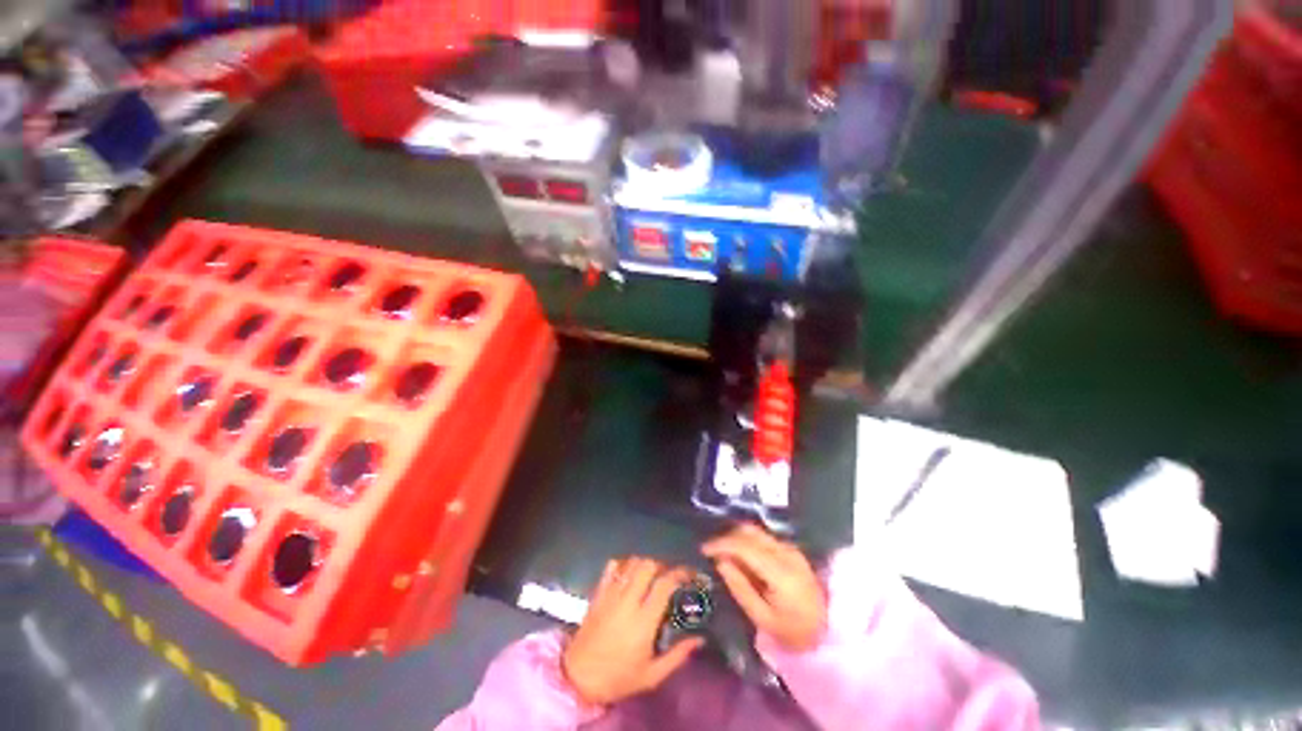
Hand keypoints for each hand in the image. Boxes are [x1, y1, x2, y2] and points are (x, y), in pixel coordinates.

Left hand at [562, 557, 704, 705]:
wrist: (578, 678)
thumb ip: (677, 656)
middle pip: (648, 565)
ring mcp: (611, 593)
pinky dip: (624, 564)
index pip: (665, 584)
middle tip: (668, 575)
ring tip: (651, 575)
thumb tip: (699, 639)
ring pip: (632, 562)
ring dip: (645, 563)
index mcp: (643, 621)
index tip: (689, 574)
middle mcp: (628, 600)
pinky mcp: (598, 592)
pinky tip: (629, 574)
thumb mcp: (652, 676)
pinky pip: (612, 566)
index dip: (680, 574)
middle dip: (662, 565)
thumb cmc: (618, 678)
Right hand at [703, 524, 826, 652]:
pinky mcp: (791, 550)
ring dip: (737, 536)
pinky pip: (763, 537)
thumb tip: (720, 561)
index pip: (745, 545)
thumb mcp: (762, 618)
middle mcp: (786, 553)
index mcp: (780, 571)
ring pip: (756, 531)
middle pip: (750, 531)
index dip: (721, 543)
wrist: (827, 632)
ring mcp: (790, 549)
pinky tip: (740, 555)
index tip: (704, 549)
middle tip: (711, 550)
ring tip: (723, 552)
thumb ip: (740, 587)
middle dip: (727, 536)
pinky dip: (748, 541)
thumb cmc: (792, 632)